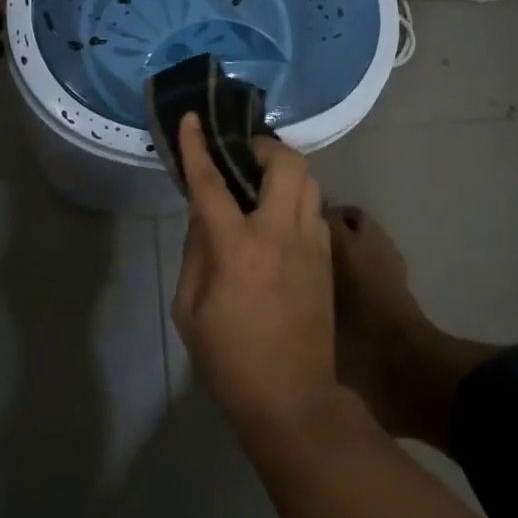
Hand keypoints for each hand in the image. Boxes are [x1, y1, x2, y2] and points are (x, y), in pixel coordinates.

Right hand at [171, 113, 338, 440]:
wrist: (293, 397)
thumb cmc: (230, 358)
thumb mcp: (190, 309)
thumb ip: (196, 251)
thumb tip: (204, 216)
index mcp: (238, 248)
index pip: (212, 184)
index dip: (198, 148)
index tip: (192, 119)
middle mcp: (280, 234)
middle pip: (285, 163)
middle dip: (263, 147)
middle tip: (242, 156)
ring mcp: (311, 243)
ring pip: (308, 180)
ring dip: (284, 170)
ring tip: (261, 183)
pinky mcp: (327, 257)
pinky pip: (315, 209)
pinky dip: (297, 199)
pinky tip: (280, 218)